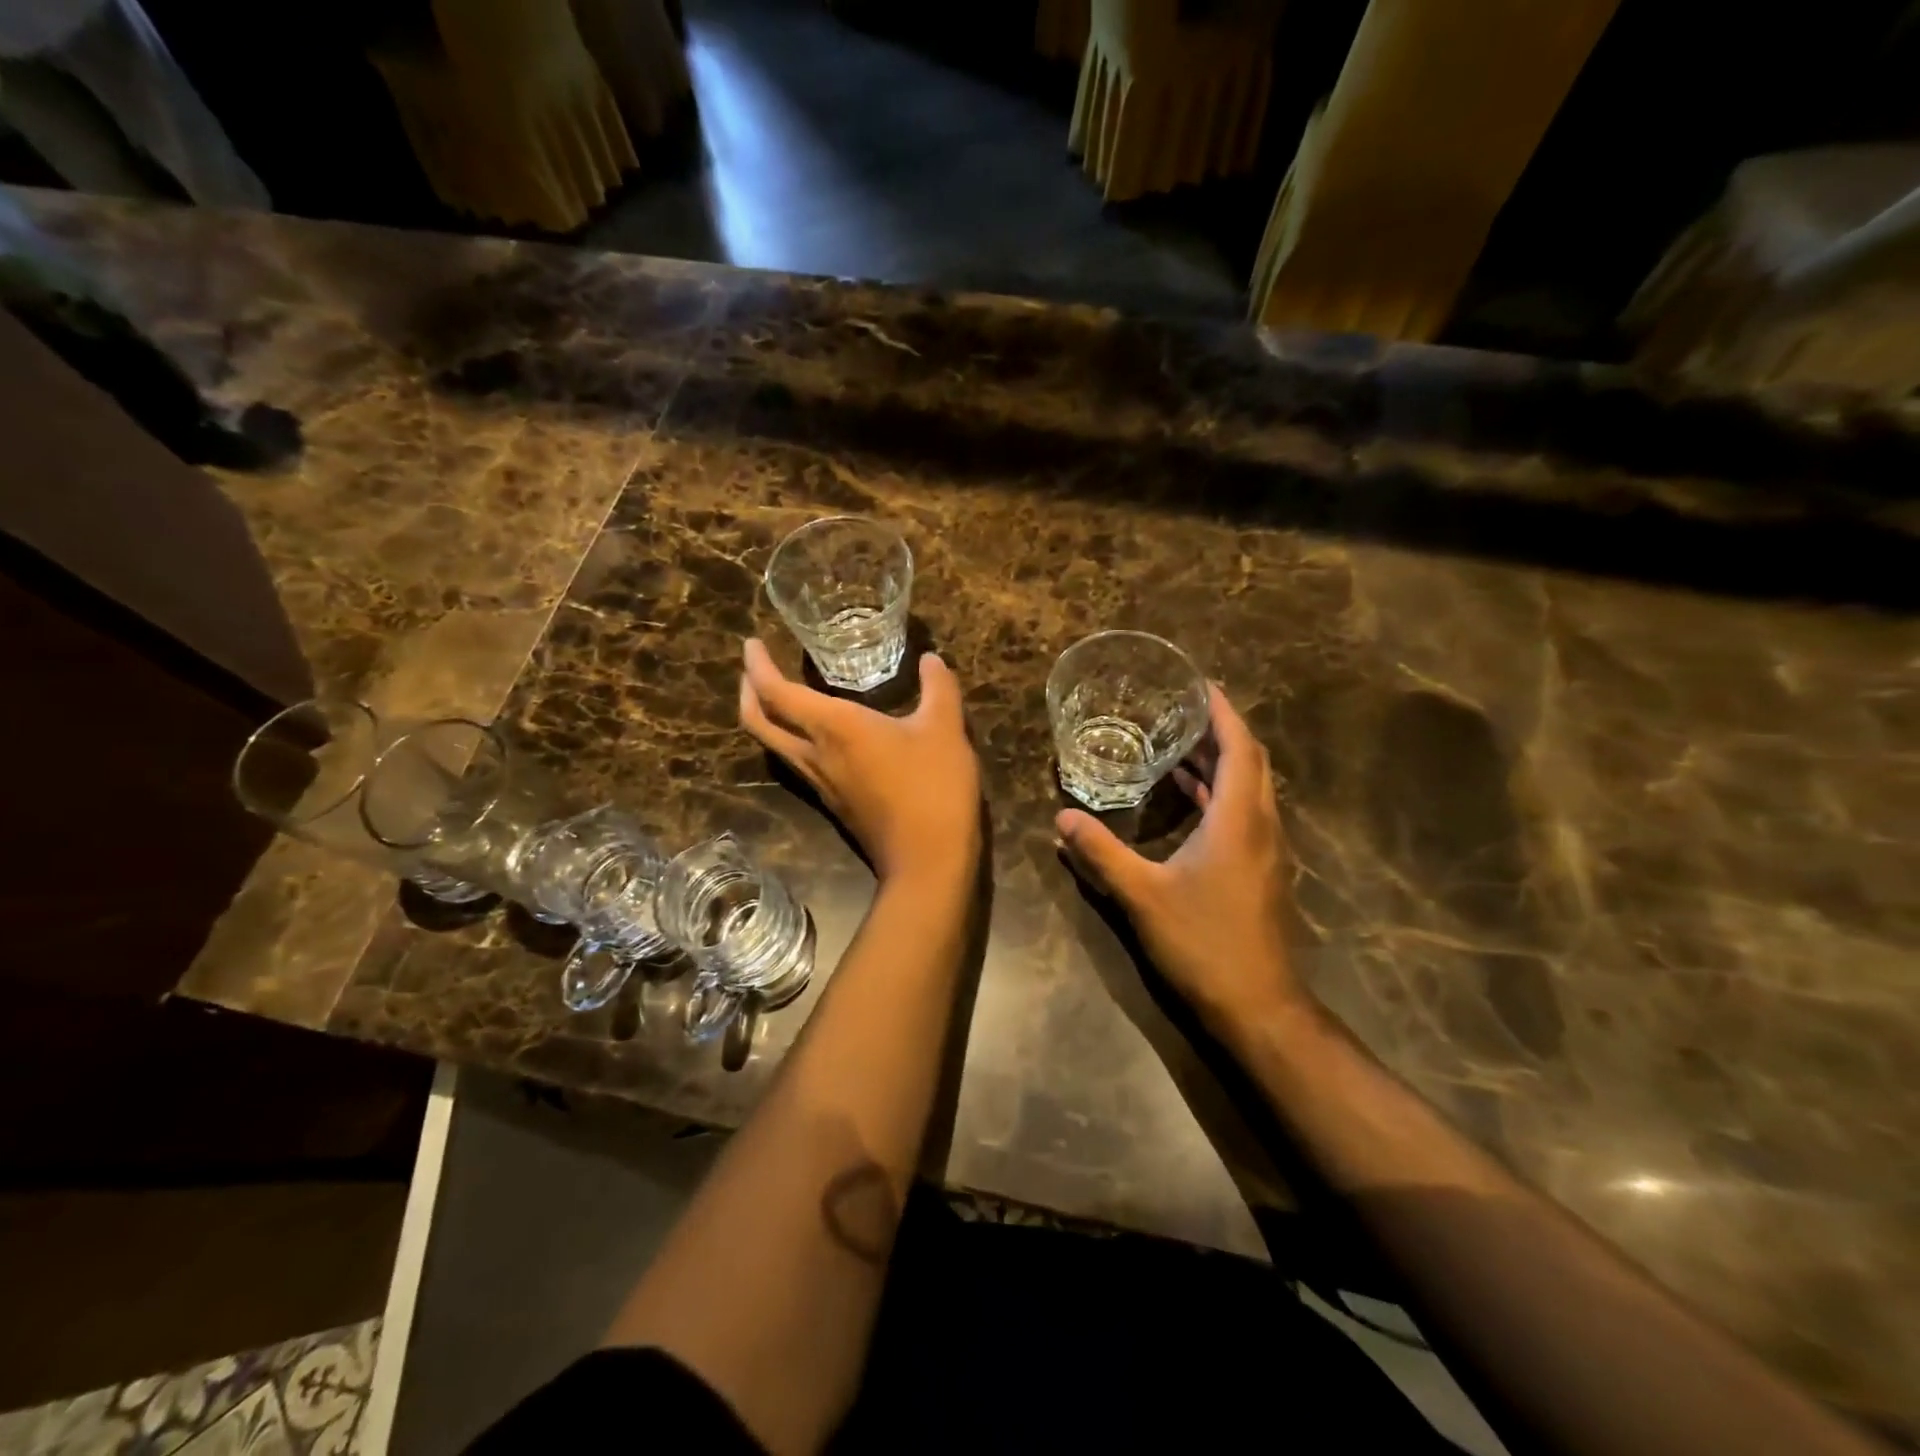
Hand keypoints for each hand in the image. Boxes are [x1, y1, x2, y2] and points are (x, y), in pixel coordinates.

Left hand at [740, 639, 981, 881]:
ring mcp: (821, 783)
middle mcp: (816, 755)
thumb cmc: (933, 787)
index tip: (751, 643)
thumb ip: (939, 688)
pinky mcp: (834, 803)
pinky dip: (792, 738)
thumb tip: (931, 659)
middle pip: (759, 723)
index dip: (757, 666)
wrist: (928, 860)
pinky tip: (819, 733)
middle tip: (753, 668)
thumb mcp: (945, 729)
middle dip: (748, 692)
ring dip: (767, 717)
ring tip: (780, 694)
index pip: (777, 693)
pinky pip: (798, 762)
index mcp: (834, 728)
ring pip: (776, 746)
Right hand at [1055, 684, 1303, 1032]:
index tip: (1201, 685)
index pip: (1240, 748)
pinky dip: (1220, 794)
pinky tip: (1188, 799)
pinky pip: (1244, 813)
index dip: (1223, 712)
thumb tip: (1061, 819)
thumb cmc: (1204, 942)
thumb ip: (1101, 853)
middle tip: (1181, 710)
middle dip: (1220, 731)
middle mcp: (1261, 826)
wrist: (1259, 1006)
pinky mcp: (1261, 871)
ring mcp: (1266, 850)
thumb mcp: (1142, 895)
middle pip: (1250, 762)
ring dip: (1221, 762)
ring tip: (1178, 745)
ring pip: (1250, 789)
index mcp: (1239, 819)